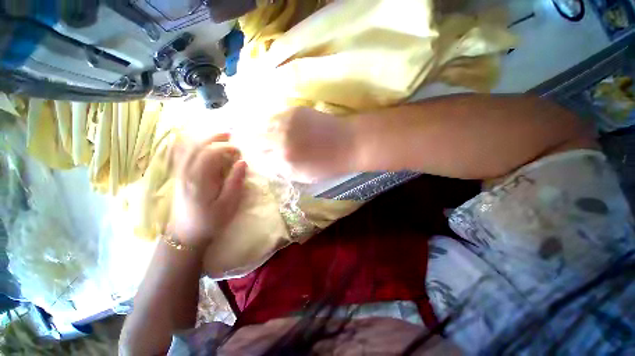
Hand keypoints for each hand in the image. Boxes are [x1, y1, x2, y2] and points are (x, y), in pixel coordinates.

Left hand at [170, 133, 246, 248]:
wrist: (186, 235)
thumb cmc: (210, 221)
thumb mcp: (228, 204)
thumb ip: (235, 182)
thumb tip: (242, 162)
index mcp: (199, 180)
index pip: (210, 153)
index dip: (225, 147)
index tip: (238, 151)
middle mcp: (186, 173)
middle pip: (197, 146)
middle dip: (214, 138)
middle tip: (229, 134)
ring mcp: (180, 174)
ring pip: (187, 148)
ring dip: (203, 138)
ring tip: (218, 136)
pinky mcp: (179, 176)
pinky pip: (181, 154)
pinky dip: (190, 145)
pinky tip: (197, 143)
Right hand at [264, 107, 356, 182]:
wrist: (349, 143)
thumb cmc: (329, 165)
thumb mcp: (304, 177)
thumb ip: (283, 171)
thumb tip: (269, 165)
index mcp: (284, 158)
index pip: (259, 158)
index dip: (259, 159)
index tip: (262, 159)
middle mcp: (281, 138)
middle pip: (257, 140)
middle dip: (259, 145)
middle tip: (265, 148)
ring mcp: (287, 121)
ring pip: (264, 126)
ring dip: (265, 133)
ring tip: (273, 138)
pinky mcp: (295, 110)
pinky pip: (277, 117)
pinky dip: (276, 123)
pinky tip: (283, 128)